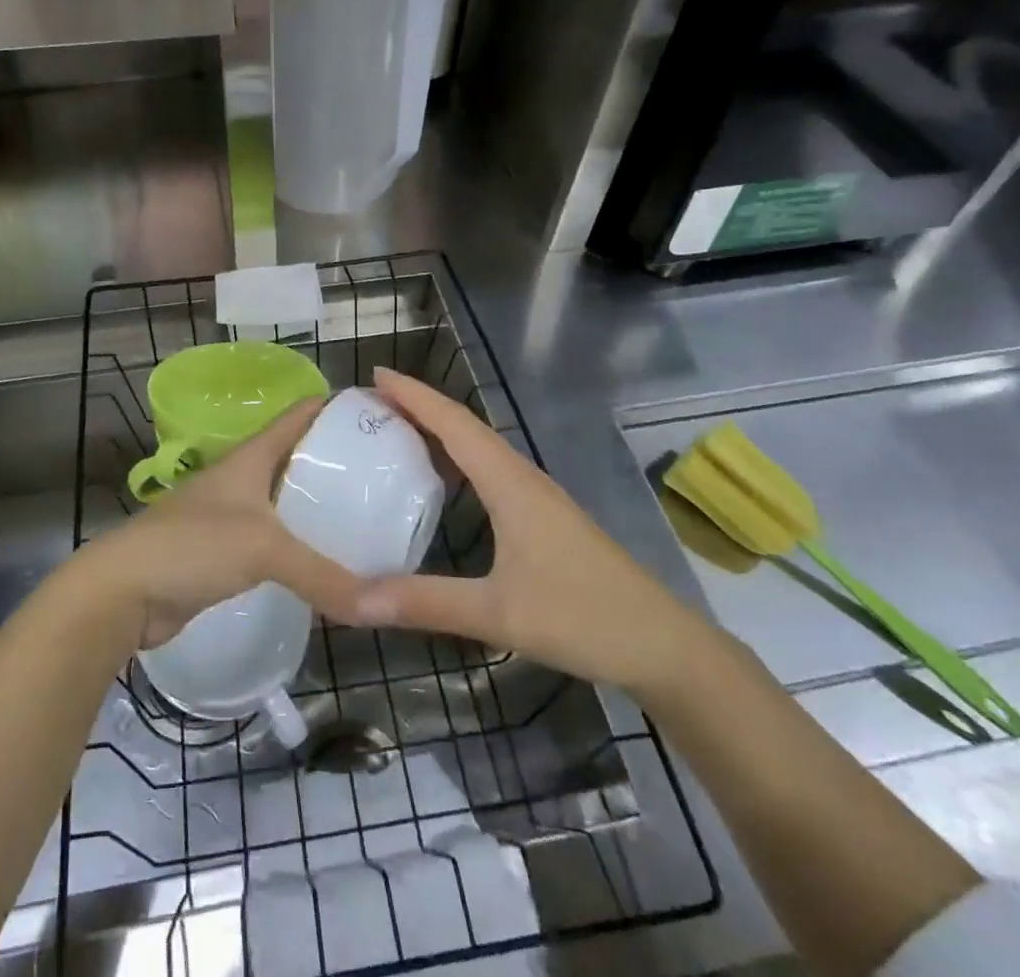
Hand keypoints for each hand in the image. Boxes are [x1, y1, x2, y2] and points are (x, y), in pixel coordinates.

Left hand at [76, 398, 365, 648]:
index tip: (380, 412)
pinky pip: (272, 540)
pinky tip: (326, 560)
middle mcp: (242, 477)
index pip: (299, 415)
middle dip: (336, 462)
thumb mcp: (263, 549)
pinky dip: (298, 545)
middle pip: (296, 457)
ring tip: (366, 517)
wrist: (123, 591)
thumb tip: (380, 605)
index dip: (336, 407)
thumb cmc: (192, 545)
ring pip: (284, 501)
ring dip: (318, 506)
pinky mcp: (223, 552)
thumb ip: (322, 574)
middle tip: (386, 475)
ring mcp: (231, 514)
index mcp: (251, 455)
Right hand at [352, 368, 710, 697]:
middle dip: (419, 406)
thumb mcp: (498, 614)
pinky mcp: (545, 516)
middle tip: (372, 401)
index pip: (453, 423)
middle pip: (465, 426)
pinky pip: (491, 469)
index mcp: (510, 483)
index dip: (414, 395)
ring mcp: (538, 496)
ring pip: (480, 446)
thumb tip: (355, 600)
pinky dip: (459, 458)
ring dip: (440, 429)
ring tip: (397, 428)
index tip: (376, 375)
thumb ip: (426, 603)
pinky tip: (446, 480)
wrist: (663, 644)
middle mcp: (522, 477)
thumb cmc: (583, 618)